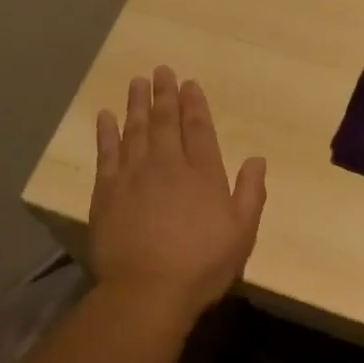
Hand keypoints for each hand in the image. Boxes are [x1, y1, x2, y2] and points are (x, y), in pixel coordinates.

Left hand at [89, 66, 266, 321]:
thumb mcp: (242, 233)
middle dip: (165, 94)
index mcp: (202, 174)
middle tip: (161, 71)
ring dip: (137, 104)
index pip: (198, 129)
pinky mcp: (106, 191)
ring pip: (135, 130)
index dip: (194, 104)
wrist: (147, 291)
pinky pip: (106, 153)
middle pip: (165, 122)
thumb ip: (251, 193)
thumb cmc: (201, 265)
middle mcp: (167, 165)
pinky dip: (106, 132)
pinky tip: (106, 116)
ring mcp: (133, 175)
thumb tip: (257, 158)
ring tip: (137, 82)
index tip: (189, 83)